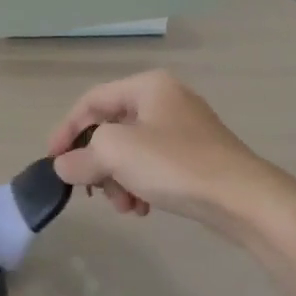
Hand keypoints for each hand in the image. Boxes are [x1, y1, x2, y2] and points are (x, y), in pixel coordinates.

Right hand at [47, 70, 293, 235]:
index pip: (91, 102)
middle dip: (98, 164)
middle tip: (94, 192)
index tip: (53, 162)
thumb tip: (64, 166)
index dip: (66, 130)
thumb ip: (81, 158)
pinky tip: (144, 209)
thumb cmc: (174, 164)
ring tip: (125, 207)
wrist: (243, 198)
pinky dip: (140, 185)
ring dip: (118, 181)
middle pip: (111, 129)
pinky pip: (153, 166)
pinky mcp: (196, 156)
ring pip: (131, 152)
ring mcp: (184, 128)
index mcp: (147, 86)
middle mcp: (165, 99)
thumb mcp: (116, 154)